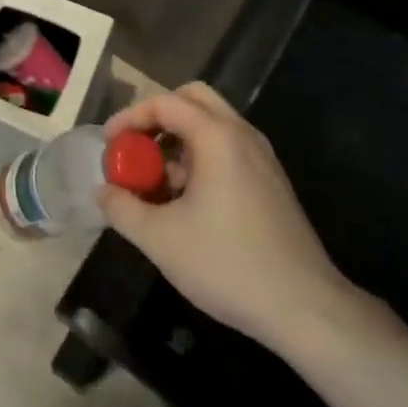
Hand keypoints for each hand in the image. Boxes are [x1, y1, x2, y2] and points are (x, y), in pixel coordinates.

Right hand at [98, 83, 351, 352]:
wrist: (304, 306)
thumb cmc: (228, 264)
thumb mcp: (161, 239)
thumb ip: (123, 209)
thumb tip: (103, 191)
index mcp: (217, 136)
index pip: (165, 102)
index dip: (130, 117)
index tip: (109, 145)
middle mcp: (242, 134)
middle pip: (193, 99)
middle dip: (158, 117)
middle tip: (136, 148)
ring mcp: (261, 157)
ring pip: (212, 125)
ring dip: (179, 140)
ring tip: (156, 183)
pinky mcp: (270, 181)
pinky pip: (228, 149)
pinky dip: (200, 158)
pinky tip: (187, 202)